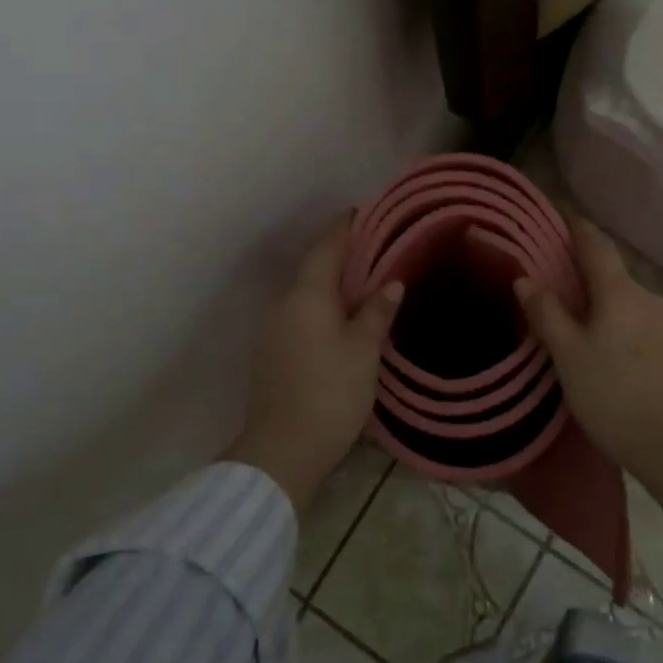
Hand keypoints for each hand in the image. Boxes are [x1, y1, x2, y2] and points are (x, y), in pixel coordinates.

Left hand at [225, 214, 402, 512]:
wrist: (283, 450)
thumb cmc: (330, 393)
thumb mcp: (364, 351)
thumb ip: (376, 313)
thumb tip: (391, 283)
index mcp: (307, 295)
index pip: (326, 248)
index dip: (343, 228)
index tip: (361, 212)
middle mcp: (284, 304)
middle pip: (313, 269)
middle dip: (339, 255)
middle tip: (372, 248)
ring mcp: (273, 330)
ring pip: (305, 294)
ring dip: (330, 284)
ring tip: (361, 283)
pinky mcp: (271, 354)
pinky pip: (299, 316)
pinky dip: (320, 308)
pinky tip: (340, 320)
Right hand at [516, 217, 662, 563]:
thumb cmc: (611, 397)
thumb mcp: (568, 356)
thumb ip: (547, 312)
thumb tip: (525, 278)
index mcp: (621, 292)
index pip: (596, 244)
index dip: (576, 225)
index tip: (557, 210)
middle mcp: (650, 295)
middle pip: (612, 270)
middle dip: (585, 267)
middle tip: (555, 275)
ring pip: (627, 294)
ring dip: (604, 296)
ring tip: (579, 315)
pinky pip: (640, 314)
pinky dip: (620, 314)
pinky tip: (608, 339)